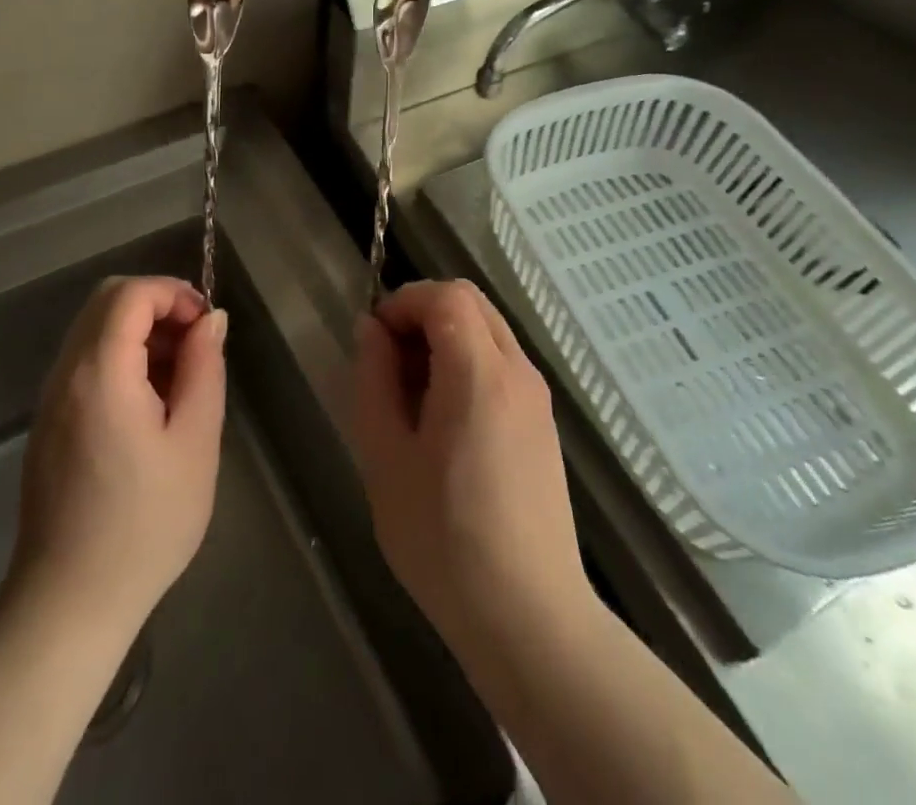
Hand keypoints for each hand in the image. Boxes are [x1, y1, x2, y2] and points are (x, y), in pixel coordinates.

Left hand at [9, 276, 227, 637]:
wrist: (69, 602)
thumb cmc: (145, 524)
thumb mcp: (195, 442)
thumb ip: (204, 368)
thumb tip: (210, 320)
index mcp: (100, 372)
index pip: (130, 293)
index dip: (173, 292)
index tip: (206, 324)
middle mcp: (66, 372)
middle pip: (107, 300)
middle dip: (157, 305)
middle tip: (195, 343)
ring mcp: (51, 396)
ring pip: (94, 328)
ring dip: (139, 331)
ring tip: (179, 375)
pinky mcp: (48, 420)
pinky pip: (84, 360)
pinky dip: (120, 356)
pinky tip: (149, 402)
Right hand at [352, 280, 589, 650]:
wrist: (530, 620)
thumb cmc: (444, 540)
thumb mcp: (385, 457)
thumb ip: (374, 380)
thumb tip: (372, 330)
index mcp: (480, 374)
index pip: (446, 295)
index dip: (404, 301)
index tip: (374, 339)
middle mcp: (518, 372)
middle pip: (471, 302)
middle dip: (423, 313)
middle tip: (389, 362)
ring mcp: (537, 399)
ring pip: (488, 331)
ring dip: (445, 338)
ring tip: (411, 396)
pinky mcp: (543, 425)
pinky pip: (501, 365)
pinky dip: (468, 364)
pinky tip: (444, 422)